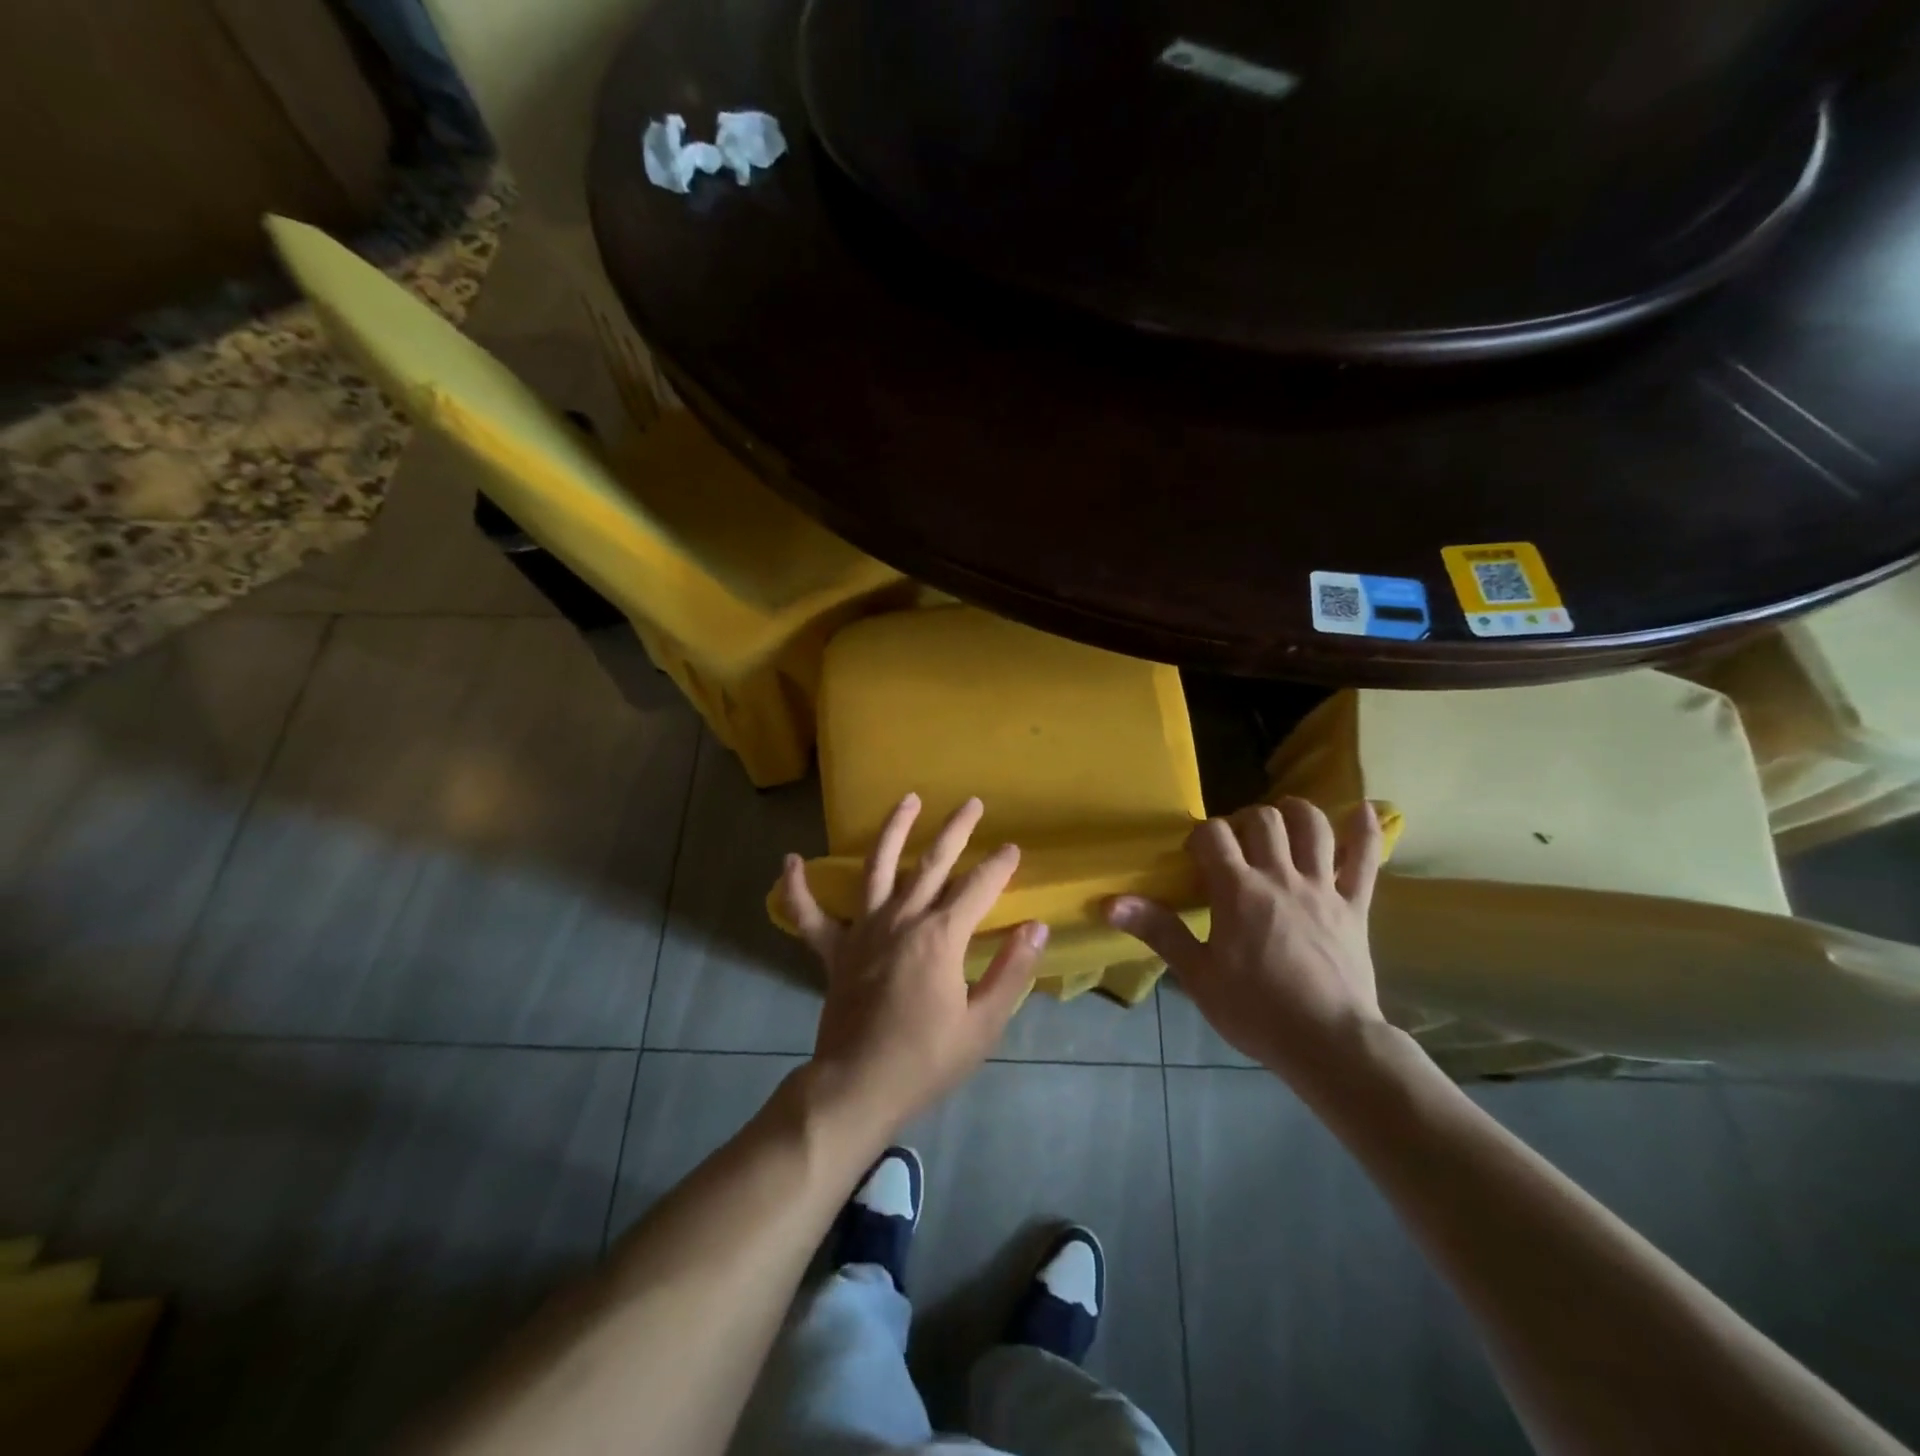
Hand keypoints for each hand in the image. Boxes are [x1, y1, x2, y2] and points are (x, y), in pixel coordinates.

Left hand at [781, 793, 1048, 1141]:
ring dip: (892, 830)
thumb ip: (1011, 970)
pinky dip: (797, 888)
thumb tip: (1035, 927)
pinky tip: (790, 860)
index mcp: (940, 937)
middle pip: (931, 864)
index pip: (978, 888)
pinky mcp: (834, 951)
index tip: (1013, 848)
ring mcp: (862, 931)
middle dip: (955, 831)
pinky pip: (809, 915)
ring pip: (876, 867)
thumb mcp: (983, 1023)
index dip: (999, 866)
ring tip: (907, 800)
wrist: (858, 1088)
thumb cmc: (927, 1060)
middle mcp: (901, 920)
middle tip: (972, 802)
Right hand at [1105, 799, 1385, 1084]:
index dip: (1200, 836)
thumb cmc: (1255, 1010)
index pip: (1213, 835)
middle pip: (1263, 820)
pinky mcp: (1355, 906)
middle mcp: (1280, 876)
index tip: (1194, 856)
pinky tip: (1364, 810)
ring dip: (1296, 813)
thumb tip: (1110, 902)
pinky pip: (1366, 860)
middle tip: (1236, 844)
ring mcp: (1322, 888)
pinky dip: (1366, 831)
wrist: (1328, 1044)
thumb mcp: (1197, 974)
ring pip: (1312, 827)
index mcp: (1238, 890)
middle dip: (1244, 820)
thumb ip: (1158, 930)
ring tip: (1283, 819)